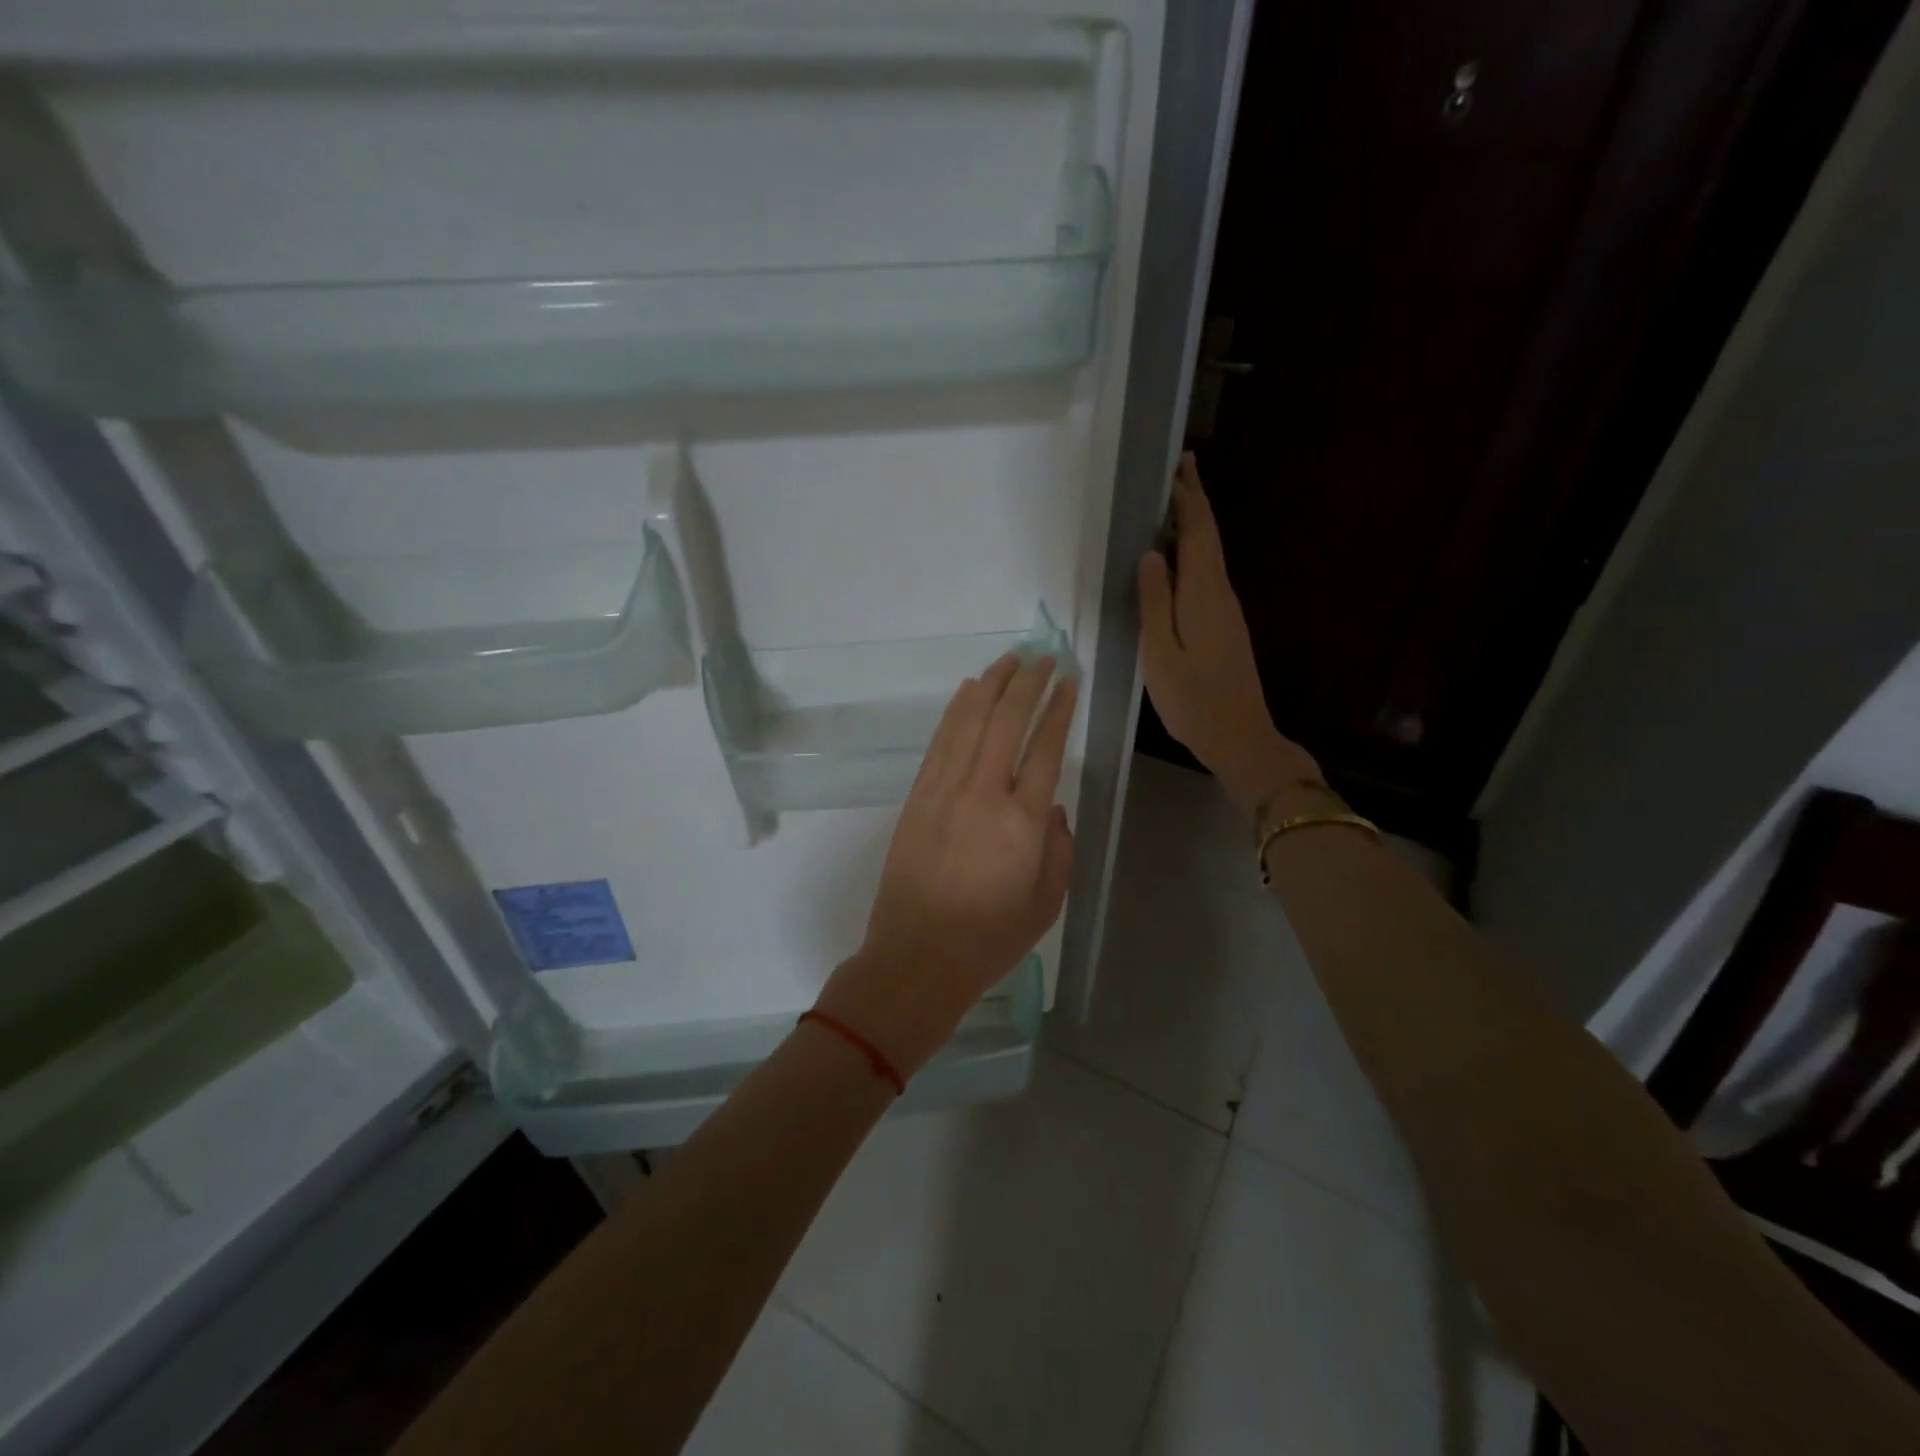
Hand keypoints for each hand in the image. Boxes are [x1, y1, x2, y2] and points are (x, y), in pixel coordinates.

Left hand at [815, 655, 1077, 1077]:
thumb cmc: (988, 939)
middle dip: (1028, 682)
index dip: (1059, 708)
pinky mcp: (917, 796)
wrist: (916, 958)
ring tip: (1010, 659)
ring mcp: (944, 791)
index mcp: (1022, 822)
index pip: (1045, 747)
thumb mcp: (1047, 904)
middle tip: (1045, 656)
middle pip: (1007, 721)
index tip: (1070, 679)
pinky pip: (940, 741)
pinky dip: (957, 710)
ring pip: (970, 721)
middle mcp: (982, 794)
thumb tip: (1053, 808)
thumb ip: (1060, 849)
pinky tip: (969, 691)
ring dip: (991, 685)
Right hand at [1138, 453, 1321, 813]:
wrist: (1238, 737)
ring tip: (1170, 506)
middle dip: (1194, 503)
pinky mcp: (1225, 627)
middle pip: (1208, 538)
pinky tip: (1175, 561)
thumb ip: (1154, 602)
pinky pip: (1207, 576)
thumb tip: (1150, 555)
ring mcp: (1226, 611)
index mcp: (1203, 594)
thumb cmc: (1193, 699)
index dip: (1189, 498)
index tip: (1178, 466)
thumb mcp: (1160, 652)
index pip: (1198, 533)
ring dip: (1193, 527)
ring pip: (1209, 556)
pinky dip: (1193, 555)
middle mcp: (1220, 594)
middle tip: (1178, 472)